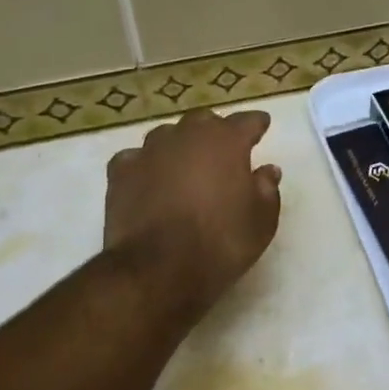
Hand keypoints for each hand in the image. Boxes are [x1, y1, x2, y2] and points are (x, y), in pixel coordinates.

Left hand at [104, 109, 282, 324]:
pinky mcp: (121, 172)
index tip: (262, 125)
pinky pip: (136, 158)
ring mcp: (149, 151)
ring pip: (167, 136)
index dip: (256, 124)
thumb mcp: (261, 221)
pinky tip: (149, 179)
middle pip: (203, 121)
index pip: (246, 121)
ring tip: (185, 164)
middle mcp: (187, 136)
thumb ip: (267, 189)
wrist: (159, 268)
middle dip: (215, 131)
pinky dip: (145, 165)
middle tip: (223, 150)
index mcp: (226, 142)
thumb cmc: (221, 242)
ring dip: (179, 145)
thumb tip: (267, 170)